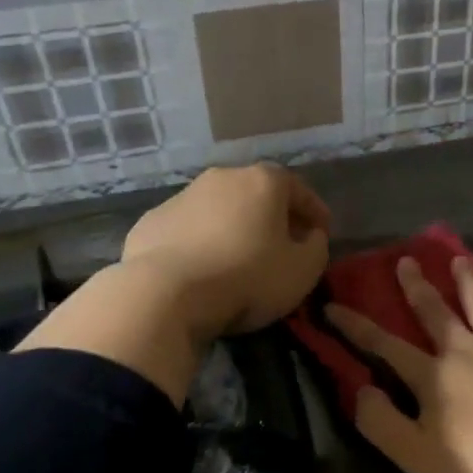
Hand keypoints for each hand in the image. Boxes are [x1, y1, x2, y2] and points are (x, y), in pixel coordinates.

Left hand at [121, 163, 330, 340]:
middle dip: (273, 216)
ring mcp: (181, 197)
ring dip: (234, 228)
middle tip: (282, 244)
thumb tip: (310, 235)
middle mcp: (222, 178)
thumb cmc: (247, 277)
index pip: (299, 189)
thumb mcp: (303, 270)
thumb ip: (316, 246)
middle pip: (256, 194)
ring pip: (220, 209)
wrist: (164, 294)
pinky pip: (189, 230)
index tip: (321, 233)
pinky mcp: (151, 222)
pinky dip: (201, 242)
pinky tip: (203, 268)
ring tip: (240, 258)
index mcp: (263, 182)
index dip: (314, 211)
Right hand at [326, 256, 472, 472]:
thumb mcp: (419, 458)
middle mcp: (466, 350)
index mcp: (434, 377)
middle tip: (405, 260)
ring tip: (457, 259)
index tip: (332, 305)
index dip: (356, 327)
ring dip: (465, 281)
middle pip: (436, 313)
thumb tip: (358, 390)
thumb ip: (383, 424)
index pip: (385, 346)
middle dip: (417, 287)